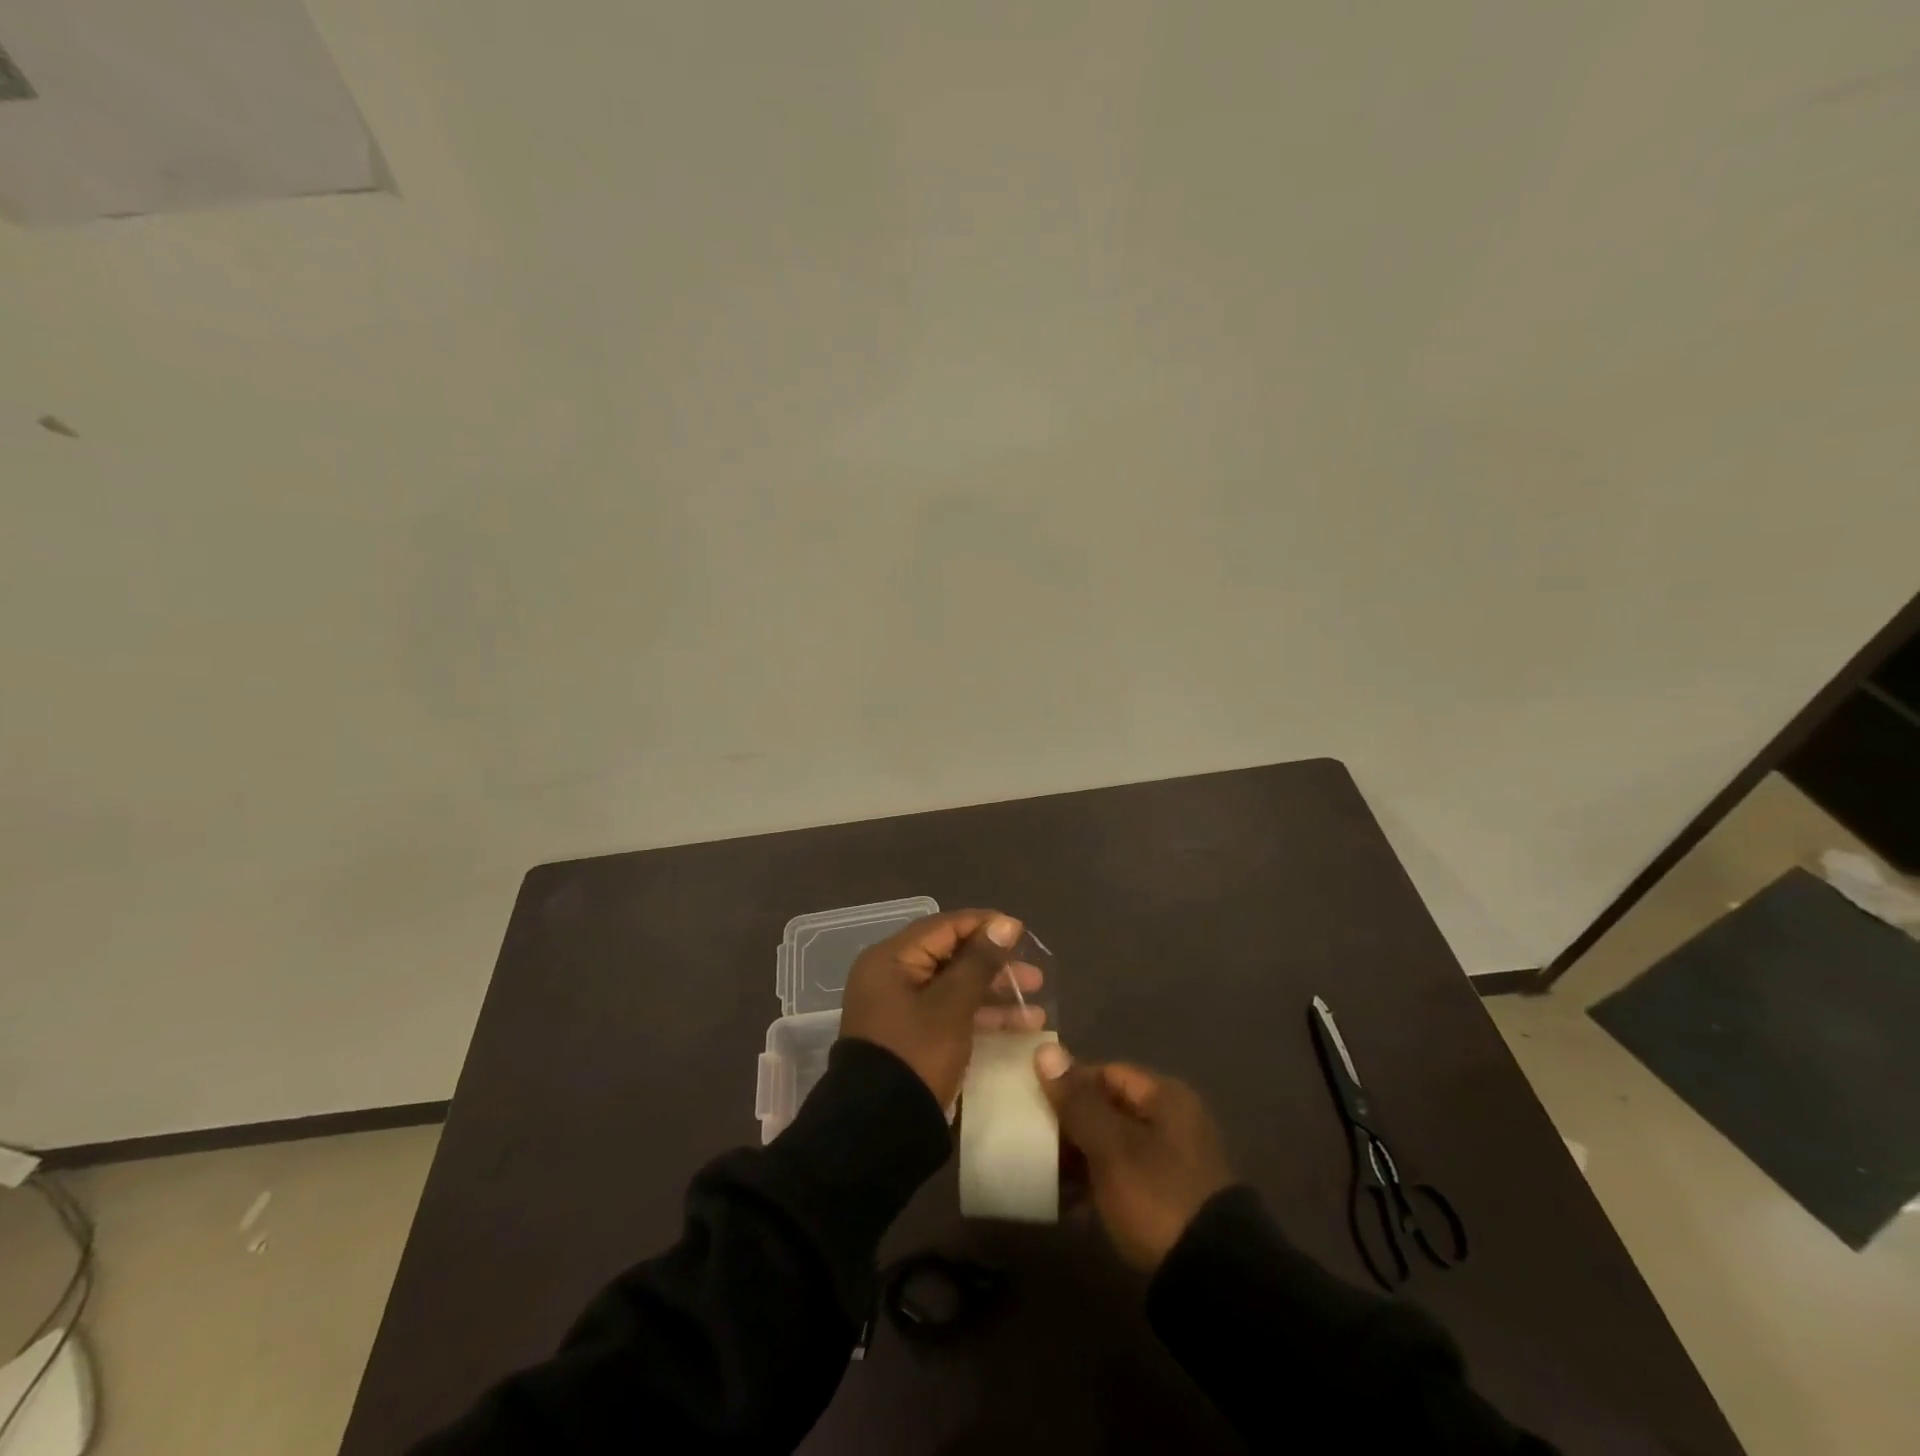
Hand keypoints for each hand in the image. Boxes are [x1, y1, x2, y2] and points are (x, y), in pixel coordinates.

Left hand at [840, 910, 1045, 1107]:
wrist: (879, 1131)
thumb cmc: (916, 1054)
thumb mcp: (952, 1005)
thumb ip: (979, 962)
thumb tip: (1004, 924)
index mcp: (891, 959)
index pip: (944, 927)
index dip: (985, 927)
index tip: (1022, 933)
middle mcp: (892, 977)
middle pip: (951, 957)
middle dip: (995, 967)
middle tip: (1035, 978)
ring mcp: (902, 1009)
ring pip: (955, 989)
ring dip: (995, 995)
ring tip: (1036, 1009)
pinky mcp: (913, 1037)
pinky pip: (951, 1014)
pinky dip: (981, 1017)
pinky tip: (1020, 1027)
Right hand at [1035, 1045, 1234, 1270]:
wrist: (1212, 1279)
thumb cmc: (1156, 1196)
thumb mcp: (1111, 1147)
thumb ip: (1077, 1100)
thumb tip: (1045, 1050)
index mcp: (1165, 1097)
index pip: (1106, 1072)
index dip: (1069, 1084)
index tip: (1034, 1102)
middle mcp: (1172, 1121)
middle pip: (1109, 1108)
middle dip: (1071, 1124)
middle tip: (1034, 1141)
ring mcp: (1171, 1161)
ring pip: (1113, 1144)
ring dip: (1080, 1157)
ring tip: (1044, 1175)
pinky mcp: (1167, 1198)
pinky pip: (1122, 1177)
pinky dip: (1096, 1184)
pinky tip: (1069, 1205)